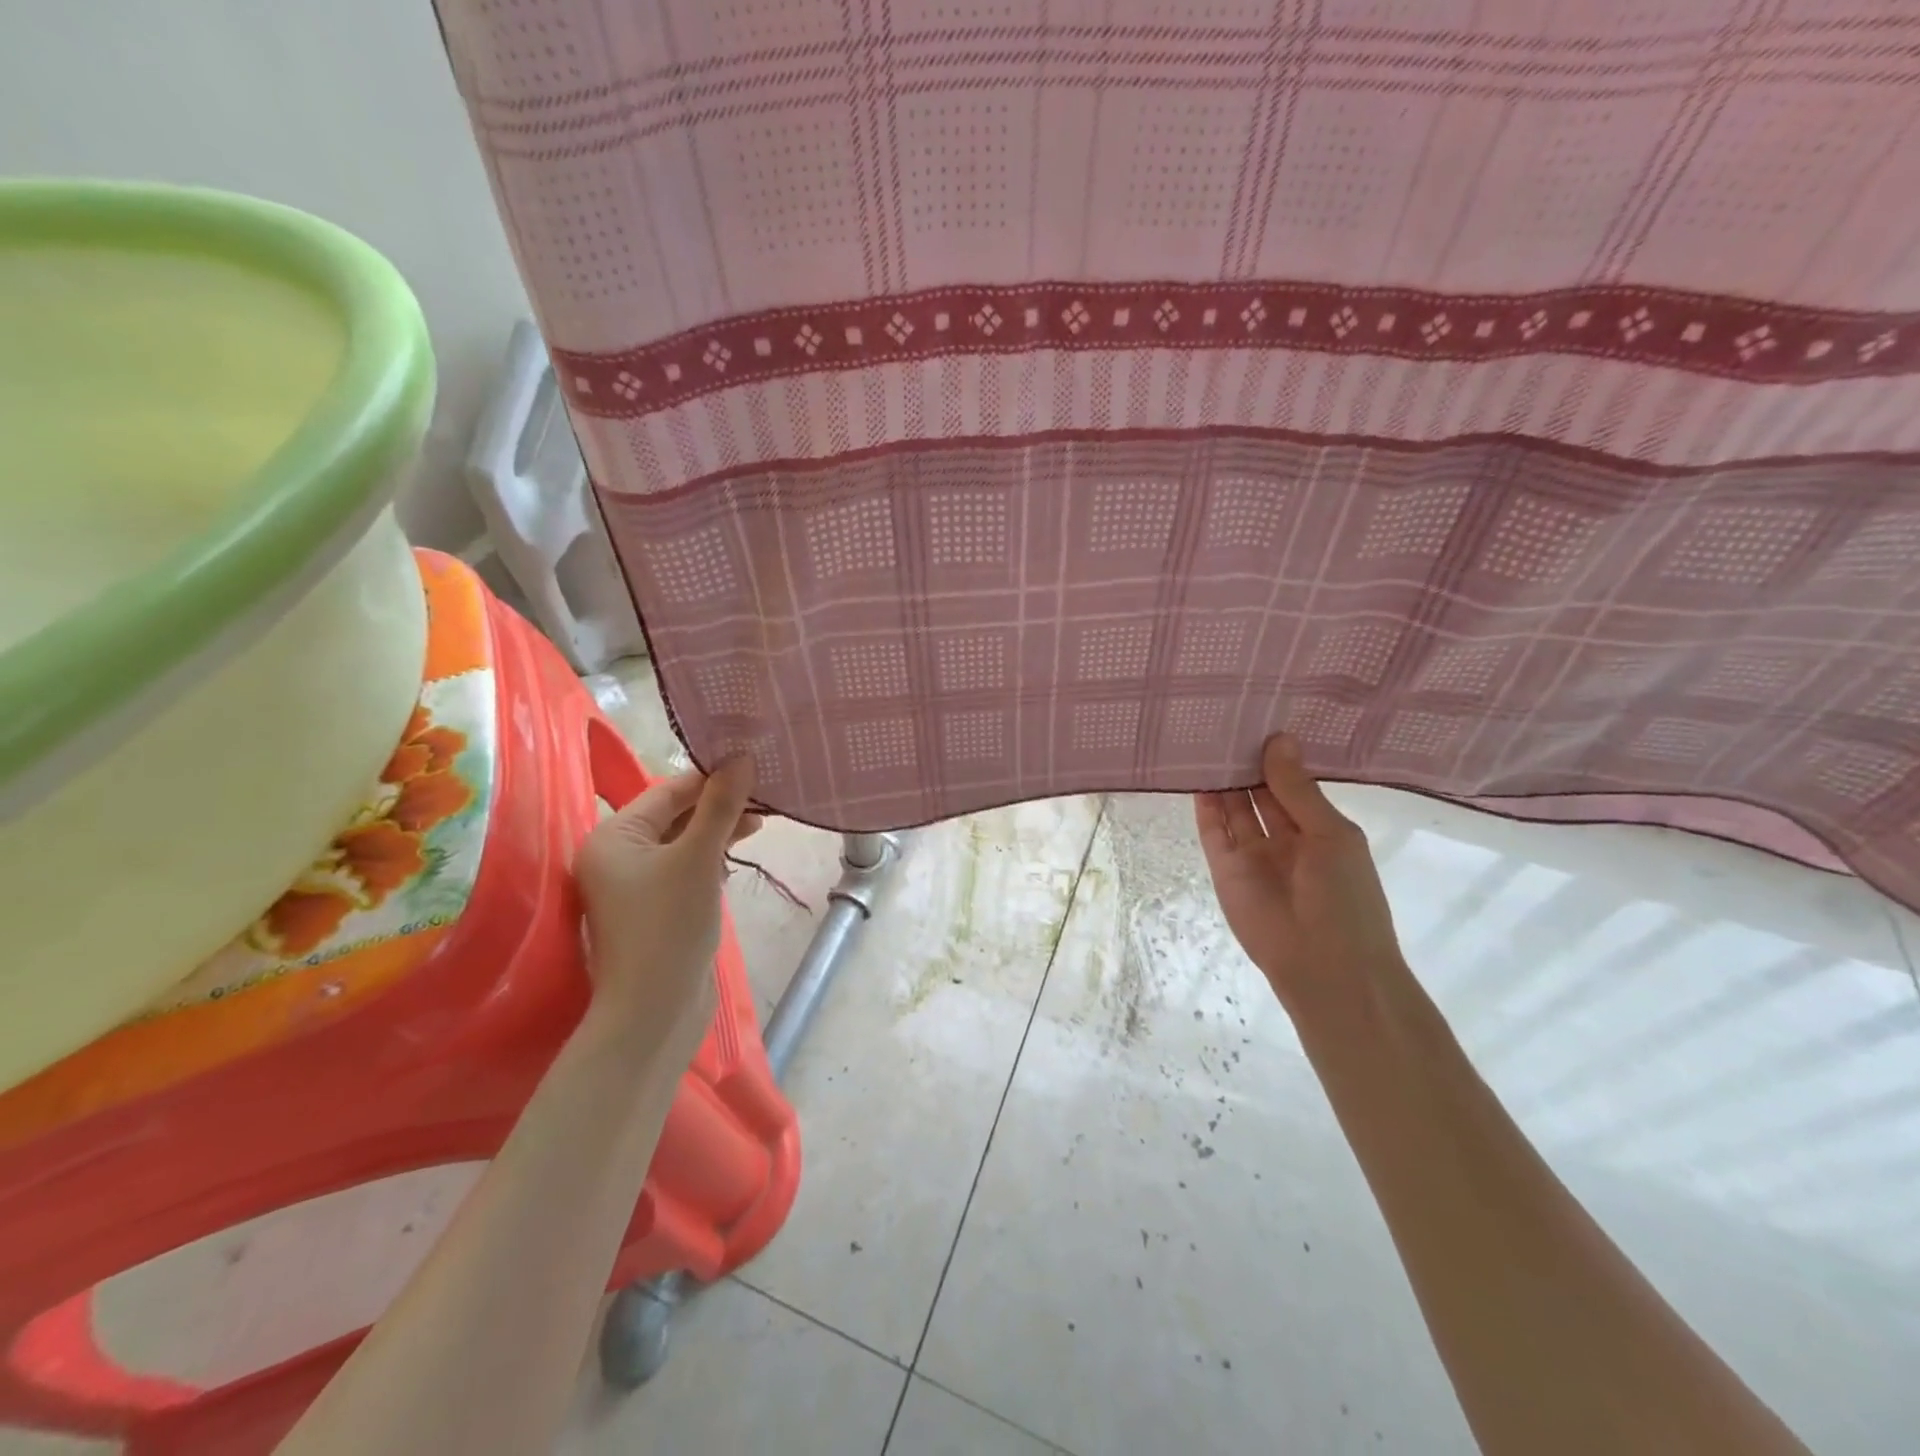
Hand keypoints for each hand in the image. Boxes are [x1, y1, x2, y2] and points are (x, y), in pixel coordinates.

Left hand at [573, 758, 760, 1059]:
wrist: (656, 1011)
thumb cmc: (670, 926)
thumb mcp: (700, 858)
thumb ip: (720, 805)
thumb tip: (741, 757)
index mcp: (612, 836)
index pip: (668, 791)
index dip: (712, 778)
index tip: (755, 768)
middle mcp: (616, 854)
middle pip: (675, 815)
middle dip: (719, 805)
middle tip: (766, 798)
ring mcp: (634, 884)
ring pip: (682, 841)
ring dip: (719, 830)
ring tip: (760, 824)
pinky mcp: (654, 906)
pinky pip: (684, 867)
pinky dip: (710, 856)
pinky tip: (735, 855)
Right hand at [1195, 735, 1405, 1013]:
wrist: (1325, 966)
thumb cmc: (1345, 898)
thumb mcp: (1331, 835)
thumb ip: (1297, 790)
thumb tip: (1279, 739)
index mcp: (1319, 828)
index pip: (1292, 783)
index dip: (1276, 755)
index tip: (1258, 716)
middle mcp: (1284, 837)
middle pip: (1259, 792)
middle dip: (1245, 762)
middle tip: (1224, 719)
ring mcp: (1252, 853)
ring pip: (1233, 808)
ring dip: (1222, 779)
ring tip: (1204, 739)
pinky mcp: (1225, 868)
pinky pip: (1213, 831)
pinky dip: (1204, 805)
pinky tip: (1195, 773)